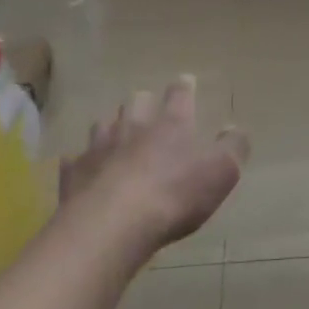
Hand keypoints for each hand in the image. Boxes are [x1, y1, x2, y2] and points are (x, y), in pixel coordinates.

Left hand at [66, 77, 246, 247]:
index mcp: (172, 123)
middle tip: (149, 113)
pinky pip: (77, 160)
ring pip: (103, 124)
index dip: (183, 87)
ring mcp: (99, 147)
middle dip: (143, 103)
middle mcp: (134, 126)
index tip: (185, 81)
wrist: (112, 226)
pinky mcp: (73, 173)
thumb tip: (235, 129)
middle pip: (136, 101)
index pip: (179, 94)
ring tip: (117, 138)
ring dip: (112, 128)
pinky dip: (84, 163)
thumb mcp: (222, 172)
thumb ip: (233, 147)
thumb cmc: (175, 195)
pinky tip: (88, 172)